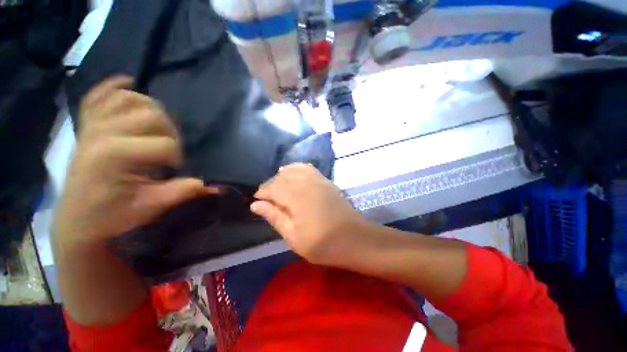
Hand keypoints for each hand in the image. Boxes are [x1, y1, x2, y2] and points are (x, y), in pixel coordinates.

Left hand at [54, 76, 215, 243]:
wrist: (76, 220)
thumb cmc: (111, 215)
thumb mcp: (150, 207)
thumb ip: (180, 192)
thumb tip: (210, 185)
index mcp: (116, 154)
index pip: (165, 143)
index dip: (177, 157)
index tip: (172, 171)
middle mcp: (102, 132)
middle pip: (151, 114)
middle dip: (169, 132)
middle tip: (167, 151)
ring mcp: (91, 126)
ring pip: (129, 98)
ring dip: (150, 110)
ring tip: (155, 128)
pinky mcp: (85, 126)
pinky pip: (97, 96)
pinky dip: (113, 87)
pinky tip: (127, 84)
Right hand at [250, 163, 370, 266]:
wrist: (354, 239)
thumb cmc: (323, 244)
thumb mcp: (294, 237)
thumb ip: (275, 217)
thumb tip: (255, 204)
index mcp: (297, 198)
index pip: (273, 188)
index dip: (262, 193)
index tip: (255, 201)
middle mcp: (306, 184)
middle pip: (283, 177)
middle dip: (271, 184)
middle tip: (265, 197)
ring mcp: (319, 180)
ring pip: (295, 170)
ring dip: (283, 176)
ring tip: (277, 186)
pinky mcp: (327, 181)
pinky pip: (308, 169)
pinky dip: (297, 168)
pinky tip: (294, 174)